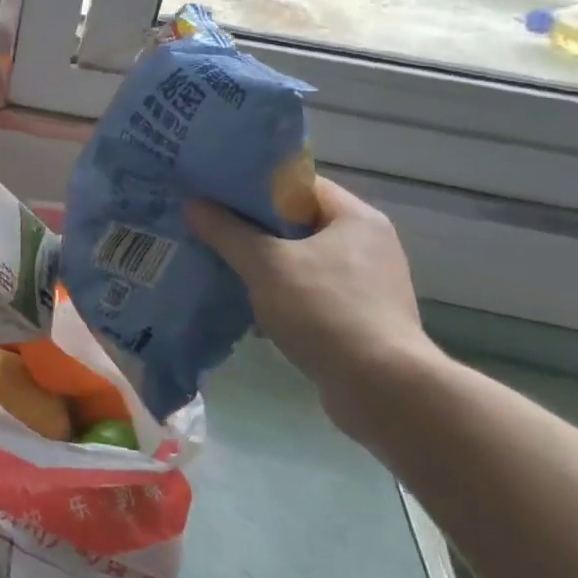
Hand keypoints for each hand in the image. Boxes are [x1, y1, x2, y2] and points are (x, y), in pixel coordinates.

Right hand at [186, 177, 444, 439]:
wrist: (384, 392)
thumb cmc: (325, 311)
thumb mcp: (265, 265)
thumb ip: (227, 231)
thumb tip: (193, 204)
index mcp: (356, 218)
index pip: (299, 185)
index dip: (256, 185)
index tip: (217, 192)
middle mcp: (369, 245)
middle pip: (299, 222)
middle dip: (255, 227)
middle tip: (212, 227)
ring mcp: (369, 284)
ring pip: (303, 260)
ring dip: (266, 264)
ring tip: (224, 264)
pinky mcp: (363, 319)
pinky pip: (313, 293)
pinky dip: (283, 295)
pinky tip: (251, 306)